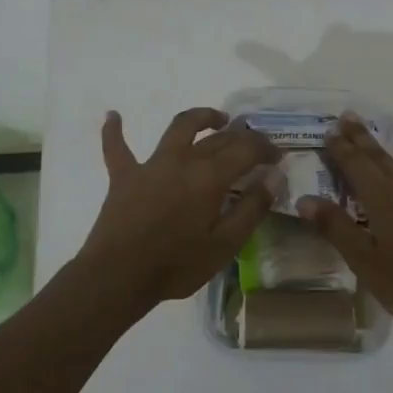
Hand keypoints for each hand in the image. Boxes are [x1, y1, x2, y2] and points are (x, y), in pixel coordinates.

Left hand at [74, 108, 281, 310]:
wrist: (118, 277)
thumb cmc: (176, 265)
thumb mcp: (225, 245)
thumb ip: (251, 208)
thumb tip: (274, 177)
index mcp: (209, 177)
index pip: (246, 149)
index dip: (266, 148)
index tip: (279, 156)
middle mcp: (182, 160)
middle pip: (217, 138)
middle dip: (242, 136)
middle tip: (255, 144)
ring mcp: (150, 165)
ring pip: (178, 128)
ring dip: (200, 118)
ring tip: (216, 118)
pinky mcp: (123, 176)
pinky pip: (117, 147)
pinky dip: (115, 131)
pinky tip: (113, 115)